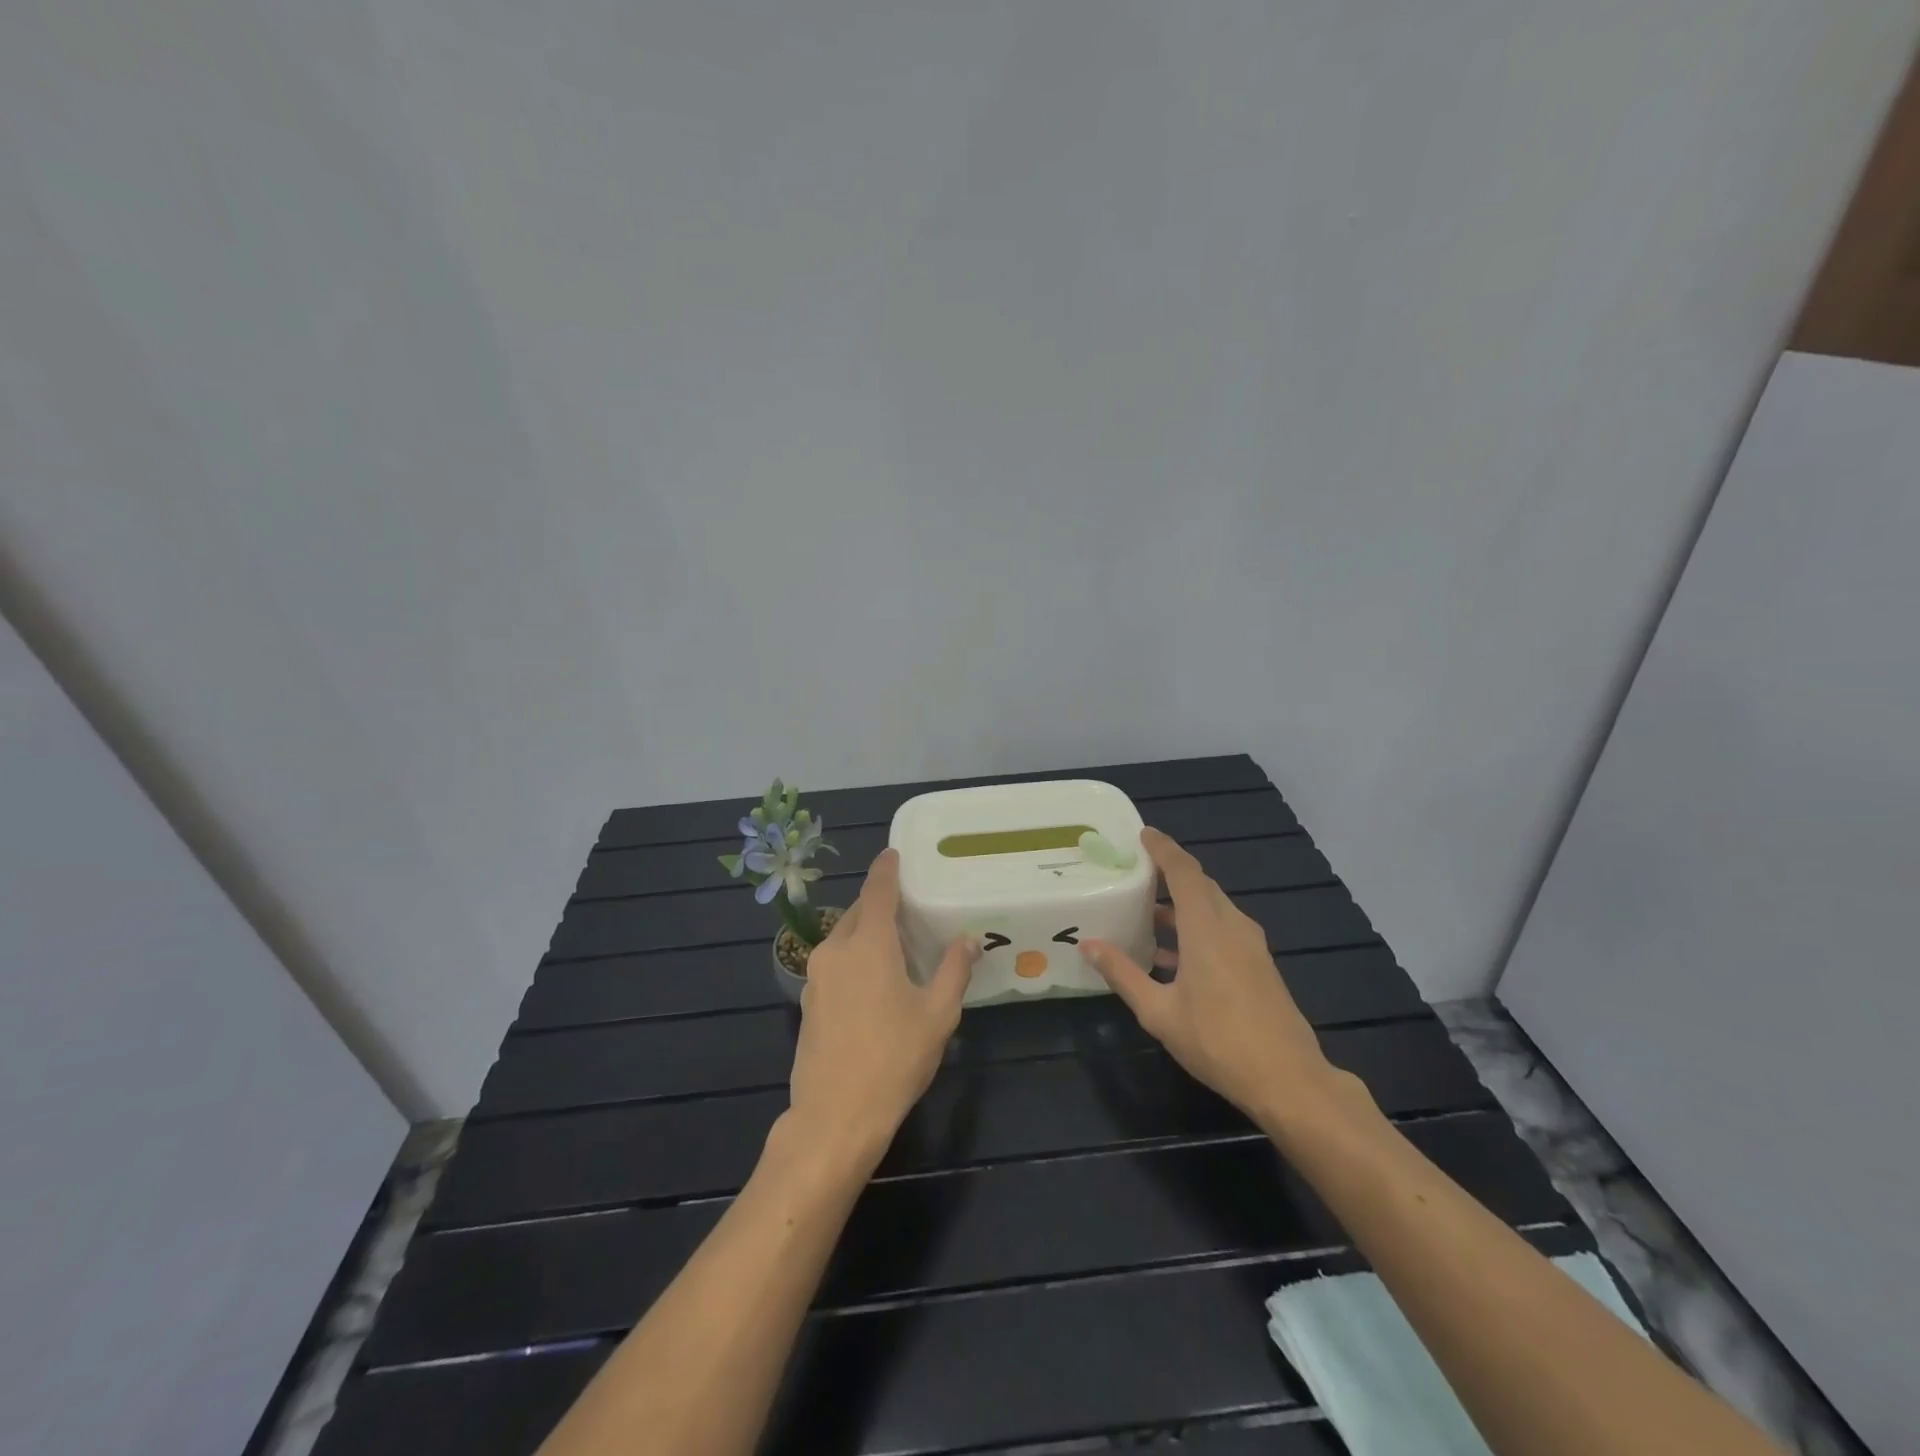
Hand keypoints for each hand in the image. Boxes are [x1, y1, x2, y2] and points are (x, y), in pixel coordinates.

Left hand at [786, 849, 978, 1164]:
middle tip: (909, 907)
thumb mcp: (937, 1015)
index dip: (886, 869)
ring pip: (844, 938)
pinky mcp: (809, 1002)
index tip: (894, 853)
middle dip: (880, 903)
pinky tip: (874, 982)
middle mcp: (836, 950)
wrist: (834, 1118)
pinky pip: (834, 963)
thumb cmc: (893, 1060)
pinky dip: (854, 957)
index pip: (877, 890)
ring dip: (866, 932)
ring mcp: (816, 976)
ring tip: (896, 945)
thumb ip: (954, 971)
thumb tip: (967, 940)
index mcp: (868, 944)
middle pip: (859, 912)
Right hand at [1081, 828, 1343, 1130]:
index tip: (1142, 833)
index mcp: (1207, 927)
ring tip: (1144, 912)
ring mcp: (1250, 946)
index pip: (1183, 871)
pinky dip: (1195, 926)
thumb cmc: (1218, 1041)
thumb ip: (1123, 974)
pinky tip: (1170, 955)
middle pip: (1199, 884)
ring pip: (1212, 908)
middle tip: (1135, 870)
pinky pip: (1222, 929)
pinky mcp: (1258, 965)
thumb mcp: (1159, 1011)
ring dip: (1181, 903)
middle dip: (1169, 872)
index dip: (1163, 848)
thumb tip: (1089, 945)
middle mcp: (1231, 926)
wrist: (1288, 1080)